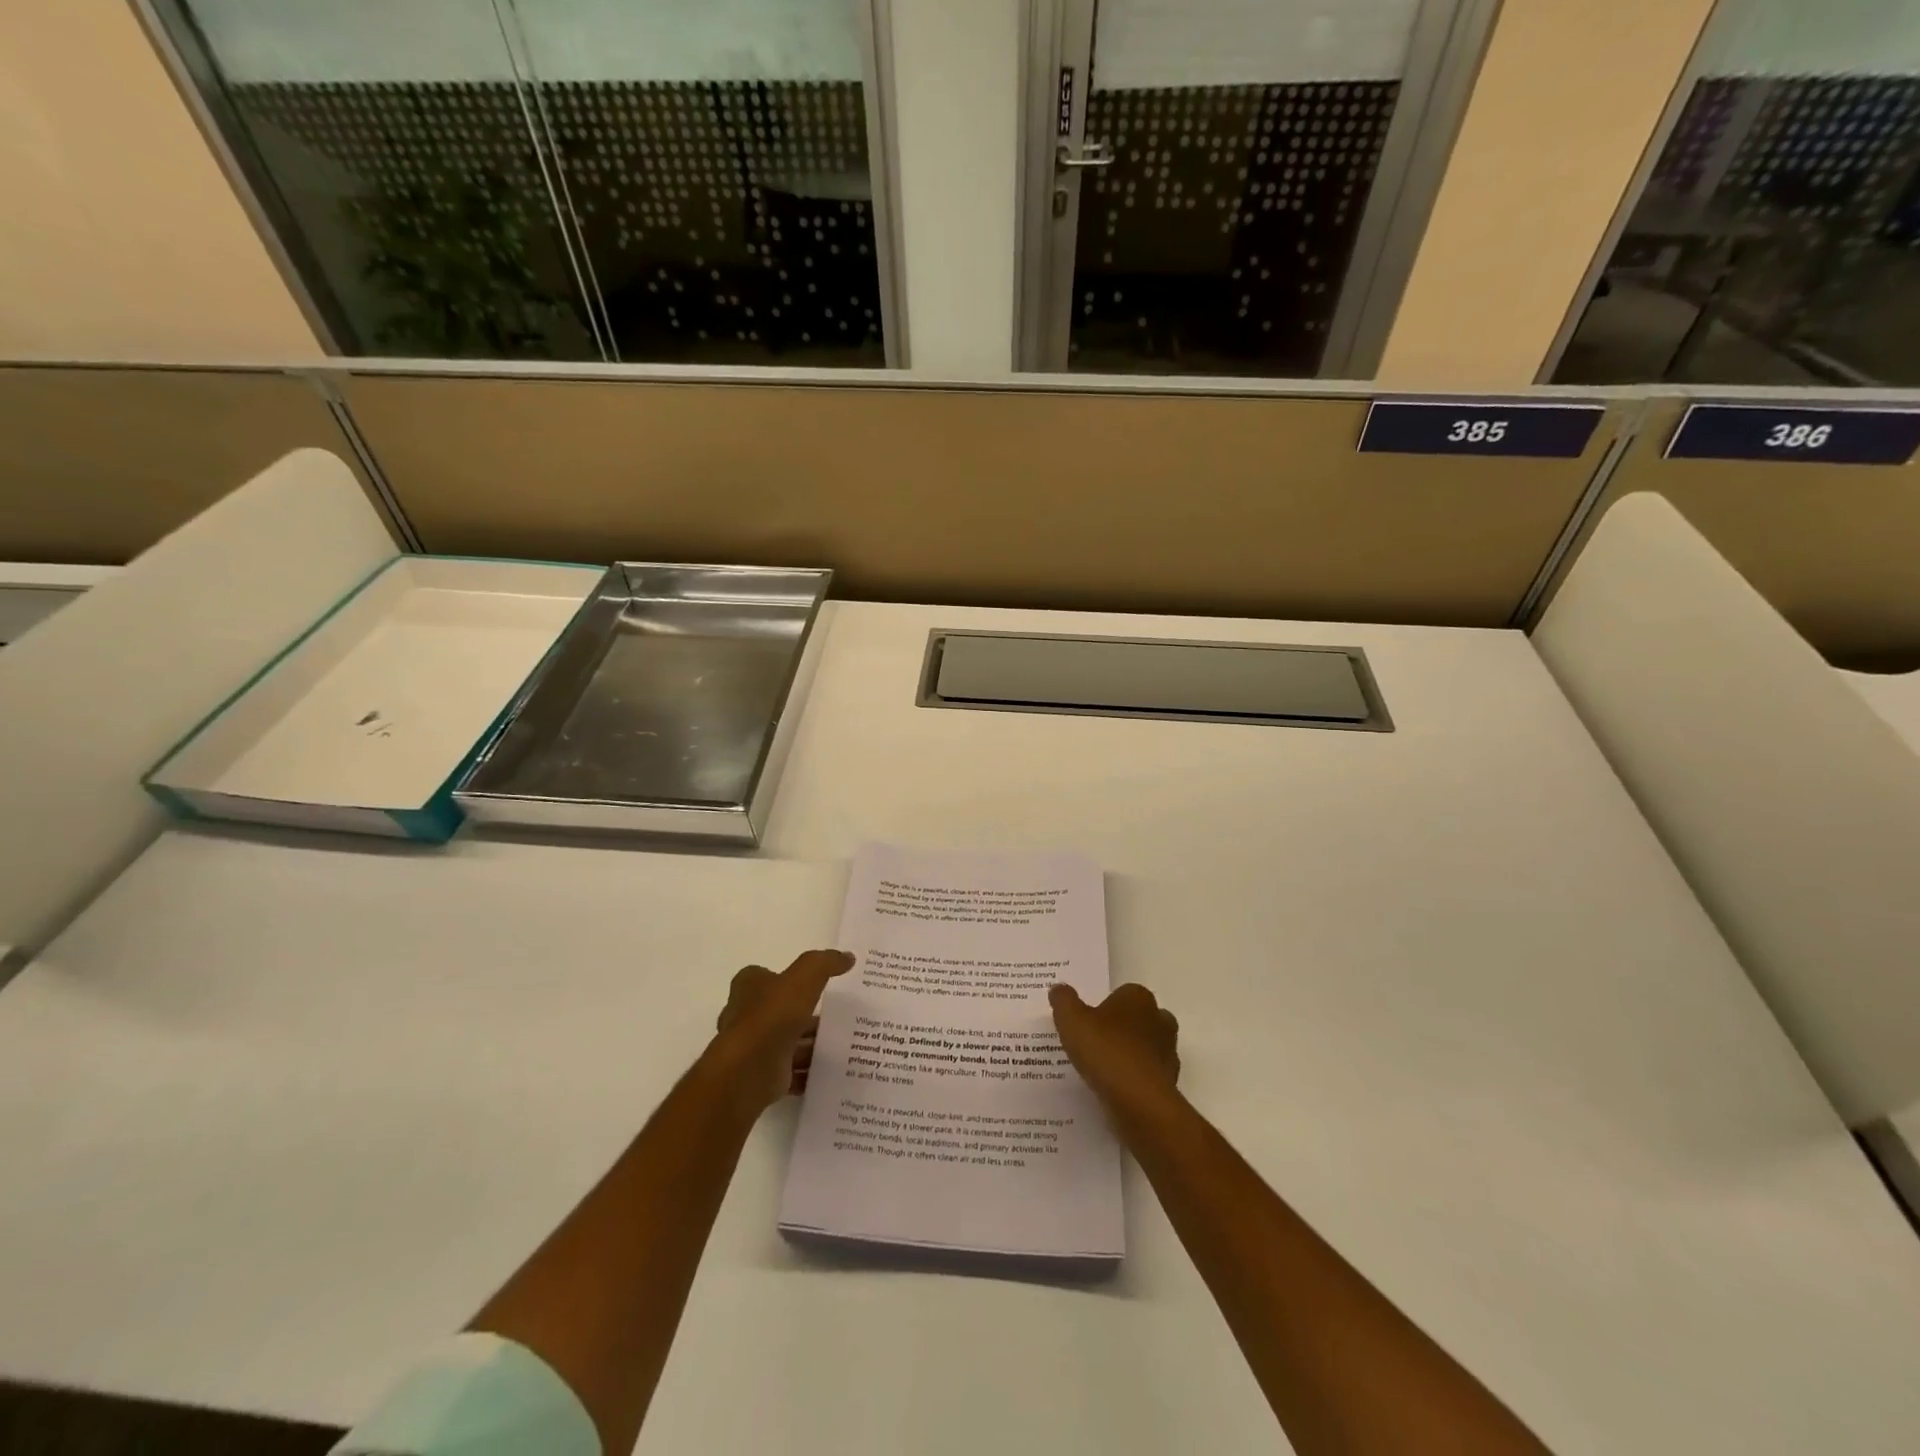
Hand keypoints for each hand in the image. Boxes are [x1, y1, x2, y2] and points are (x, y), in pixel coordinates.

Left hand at [705, 950, 852, 1123]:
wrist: (750, 1069)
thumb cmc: (773, 1014)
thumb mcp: (805, 976)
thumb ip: (825, 963)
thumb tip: (848, 957)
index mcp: (749, 987)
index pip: (766, 976)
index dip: (788, 978)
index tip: (814, 983)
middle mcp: (746, 1015)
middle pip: (780, 1011)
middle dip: (805, 1015)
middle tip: (835, 1016)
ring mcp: (753, 1048)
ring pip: (787, 1043)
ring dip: (809, 1045)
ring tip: (840, 1044)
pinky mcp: (763, 1075)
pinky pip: (791, 1072)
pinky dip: (808, 1073)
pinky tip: (830, 1071)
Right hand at [1049, 982, 1180, 1117]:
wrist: (1140, 1103)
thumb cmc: (1106, 1051)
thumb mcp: (1071, 1020)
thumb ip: (1064, 1001)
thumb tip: (1058, 988)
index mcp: (1138, 998)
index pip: (1122, 994)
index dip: (1104, 1007)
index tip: (1087, 1021)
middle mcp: (1159, 1020)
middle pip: (1138, 1019)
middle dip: (1121, 1028)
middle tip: (1095, 1042)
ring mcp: (1168, 1053)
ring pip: (1146, 1047)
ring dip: (1129, 1055)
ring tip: (1101, 1069)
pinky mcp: (1170, 1083)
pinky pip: (1147, 1075)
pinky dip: (1134, 1079)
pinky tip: (1114, 1089)